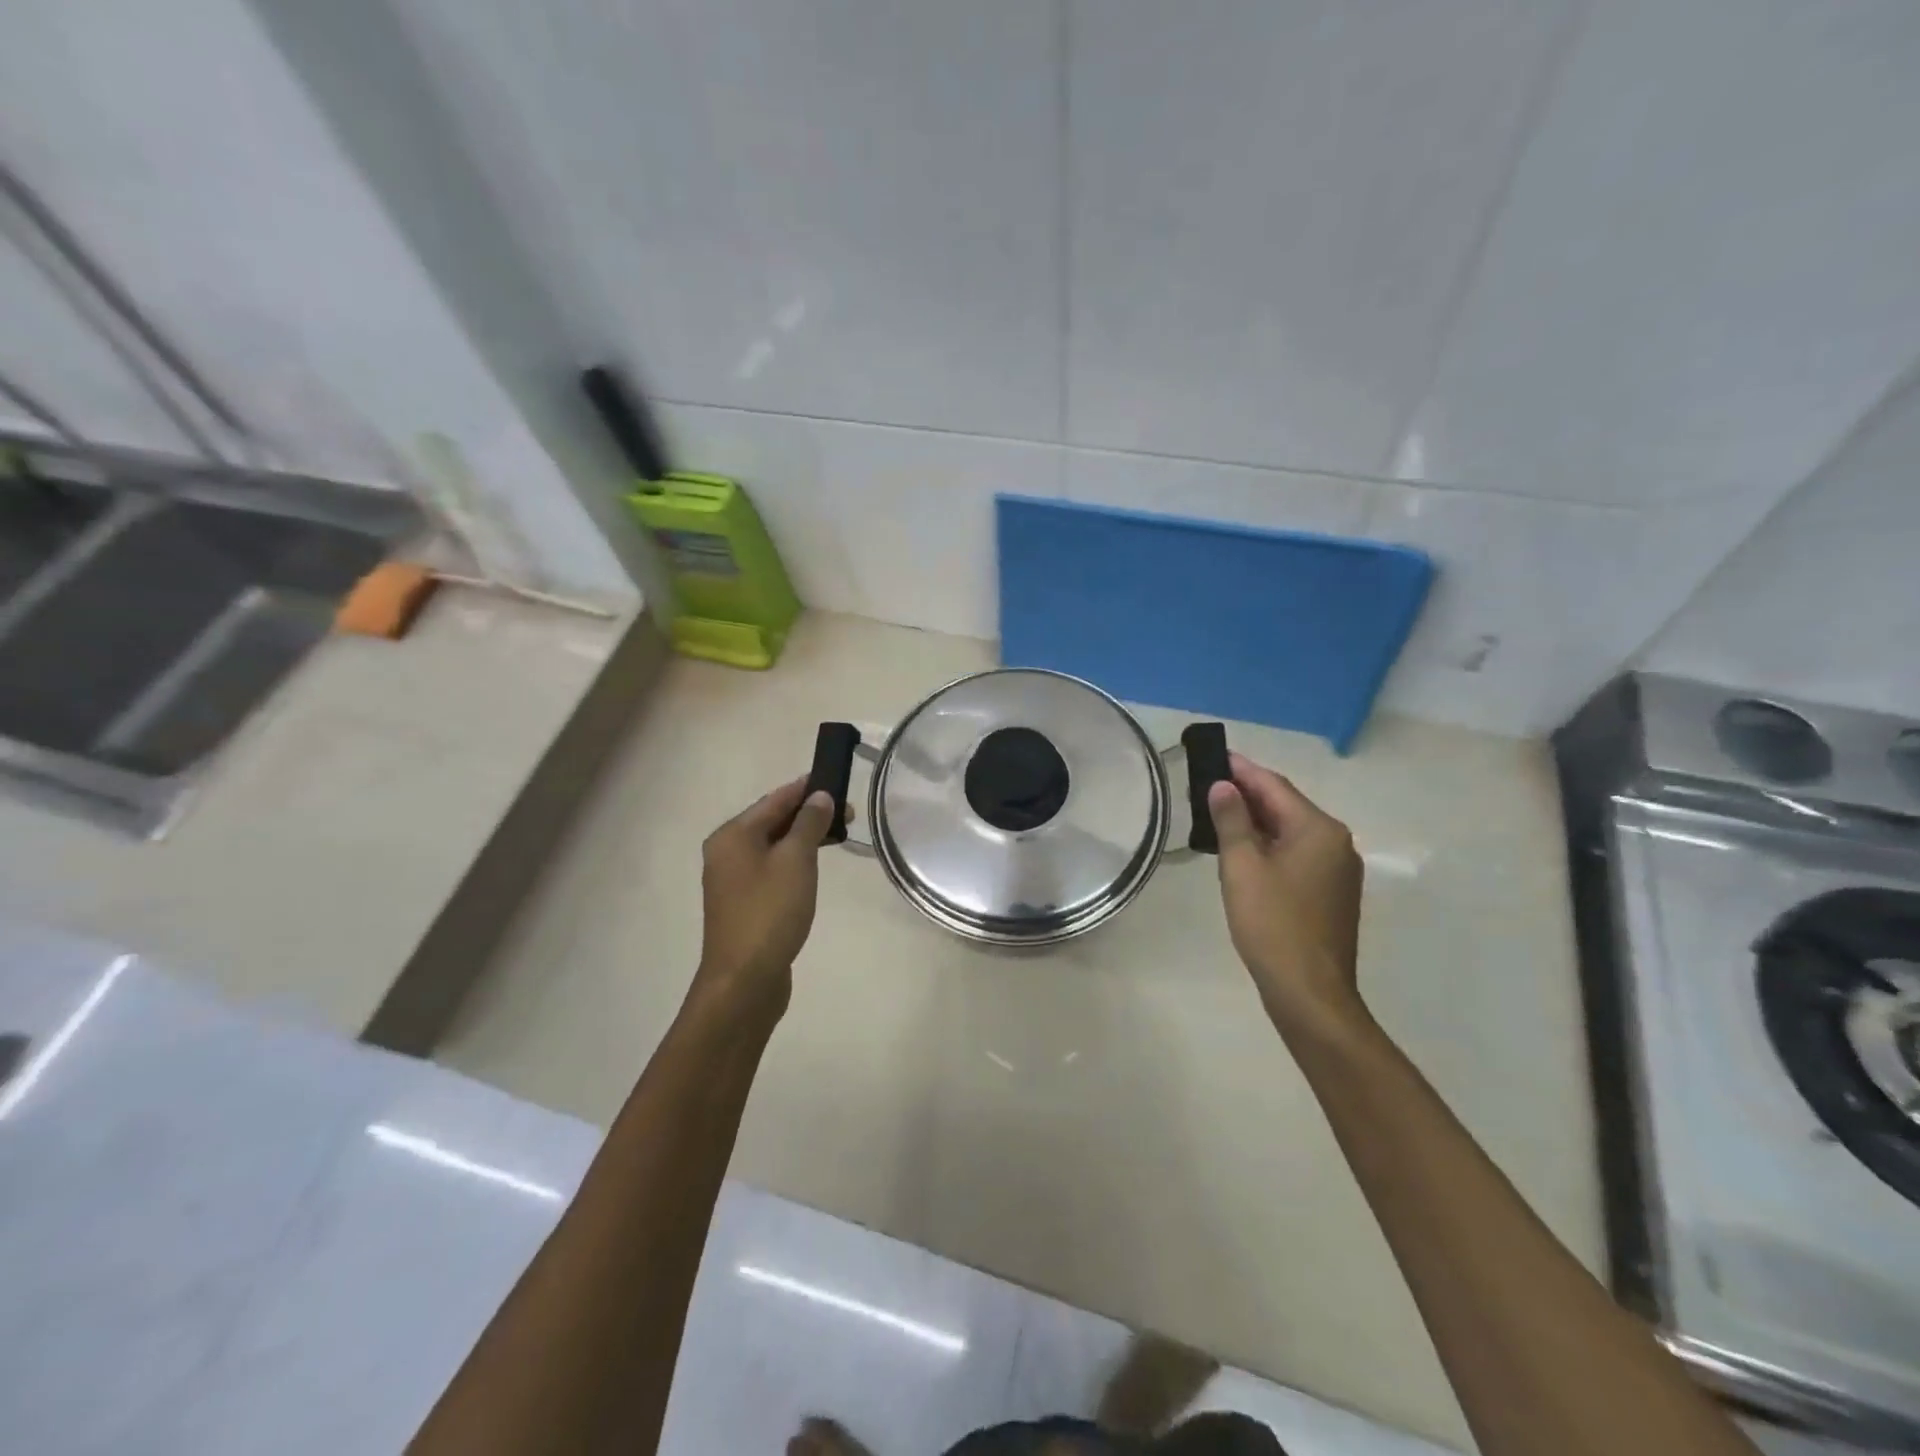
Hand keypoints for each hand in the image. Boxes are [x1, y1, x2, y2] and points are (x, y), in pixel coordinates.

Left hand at [692, 778, 836, 1018]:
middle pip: (771, 821)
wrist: (744, 980)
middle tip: (848, 813)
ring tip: (837, 836)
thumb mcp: (796, 861)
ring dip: (803, 838)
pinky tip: (813, 866)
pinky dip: (793, 861)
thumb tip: (819, 797)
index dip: (806, 788)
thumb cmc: (770, 912)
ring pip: (772, 846)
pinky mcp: (743, 904)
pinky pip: (771, 869)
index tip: (836, 780)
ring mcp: (732, 880)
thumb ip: (808, 824)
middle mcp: (726, 852)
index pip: (775, 799)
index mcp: (733, 835)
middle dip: (808, 814)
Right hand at [1206, 753, 1365, 1034]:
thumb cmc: (1272, 924)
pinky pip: (1296, 854)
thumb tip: (1223, 786)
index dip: (1241, 769)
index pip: (1274, 786)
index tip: (1213, 754)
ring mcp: (1337, 870)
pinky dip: (1269, 845)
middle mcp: (1335, 843)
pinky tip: (1242, 851)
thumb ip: (1232, 820)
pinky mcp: (1330, 893)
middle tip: (1208, 782)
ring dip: (1256, 820)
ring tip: (1218, 812)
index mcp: (1318, 830)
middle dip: (1247, 793)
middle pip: (1286, 806)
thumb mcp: (1242, 867)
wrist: (1309, 992)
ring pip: (1290, 831)